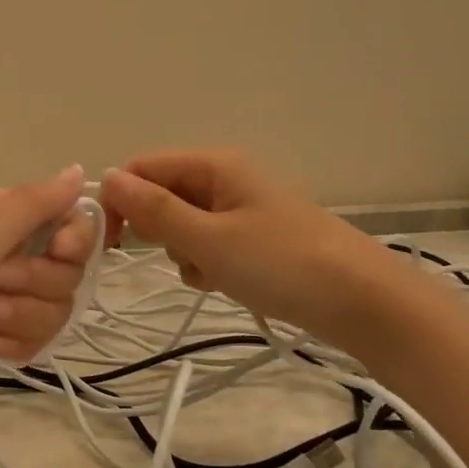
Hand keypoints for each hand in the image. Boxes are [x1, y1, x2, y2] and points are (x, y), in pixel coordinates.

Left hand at [0, 166, 97, 423]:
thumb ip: (33, 205)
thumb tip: (79, 170)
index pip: (66, 218)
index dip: (74, 239)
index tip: (61, 252)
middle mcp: (4, 251)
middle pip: (67, 267)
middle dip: (37, 283)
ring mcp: (2, 297)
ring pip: (55, 306)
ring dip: (22, 317)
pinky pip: (37, 338)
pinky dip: (16, 345)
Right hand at [99, 148, 384, 335]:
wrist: (363, 302)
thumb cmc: (282, 264)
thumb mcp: (209, 239)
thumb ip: (154, 210)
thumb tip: (106, 177)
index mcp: (215, 165)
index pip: (142, 168)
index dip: (119, 200)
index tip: (112, 243)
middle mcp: (225, 178)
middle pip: (162, 194)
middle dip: (159, 230)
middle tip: (184, 255)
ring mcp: (240, 208)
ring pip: (182, 224)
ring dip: (184, 252)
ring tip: (212, 273)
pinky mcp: (253, 237)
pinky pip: (208, 243)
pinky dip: (207, 264)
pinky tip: (226, 282)